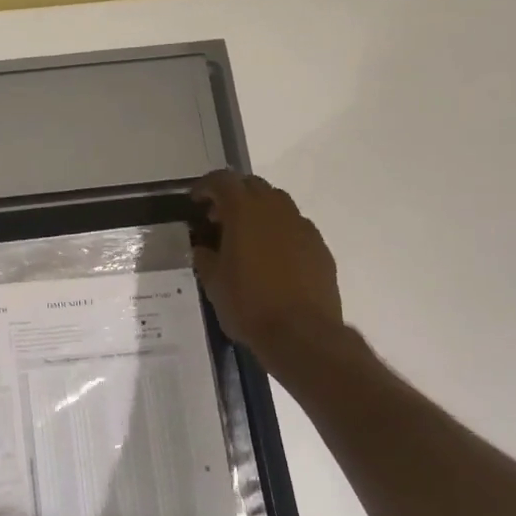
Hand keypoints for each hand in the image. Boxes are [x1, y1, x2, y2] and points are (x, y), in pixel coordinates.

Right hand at [192, 171, 344, 365]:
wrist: (302, 334)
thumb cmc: (248, 305)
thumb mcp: (213, 282)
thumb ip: (205, 257)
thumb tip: (204, 247)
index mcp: (244, 212)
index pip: (223, 181)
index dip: (206, 187)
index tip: (196, 202)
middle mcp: (276, 210)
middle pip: (253, 185)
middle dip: (233, 196)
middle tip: (218, 219)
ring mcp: (302, 227)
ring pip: (277, 204)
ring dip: (258, 212)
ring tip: (245, 238)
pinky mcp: (319, 247)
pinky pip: (295, 227)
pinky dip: (279, 232)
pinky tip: (272, 258)